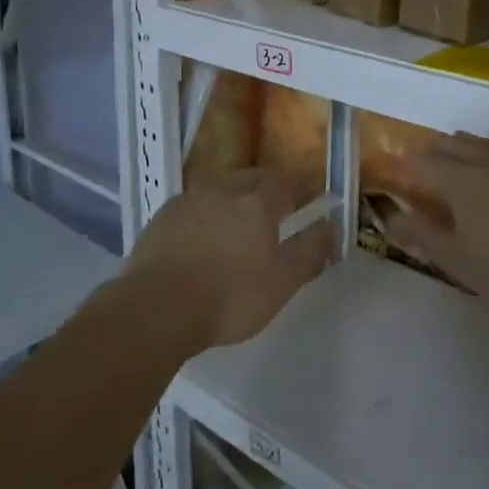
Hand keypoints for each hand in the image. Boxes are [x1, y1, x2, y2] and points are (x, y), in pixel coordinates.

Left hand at [127, 168, 333, 350]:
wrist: (157, 309)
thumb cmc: (231, 296)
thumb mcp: (284, 281)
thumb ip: (310, 250)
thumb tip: (330, 226)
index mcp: (255, 201)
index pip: (279, 181)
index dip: (288, 194)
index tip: (291, 215)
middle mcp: (221, 190)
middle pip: (246, 179)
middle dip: (258, 194)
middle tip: (263, 225)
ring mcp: (186, 202)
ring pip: (214, 192)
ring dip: (226, 206)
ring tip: (227, 239)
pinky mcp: (159, 220)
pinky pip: (188, 210)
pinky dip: (198, 222)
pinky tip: (195, 249)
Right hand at [391, 134, 488, 324]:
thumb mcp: (458, 261)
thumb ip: (422, 235)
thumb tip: (392, 216)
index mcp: (460, 179)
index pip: (422, 162)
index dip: (405, 166)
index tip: (394, 173)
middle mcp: (486, 161)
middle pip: (452, 145)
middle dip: (432, 152)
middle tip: (421, 167)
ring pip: (481, 144)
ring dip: (462, 149)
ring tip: (455, 162)